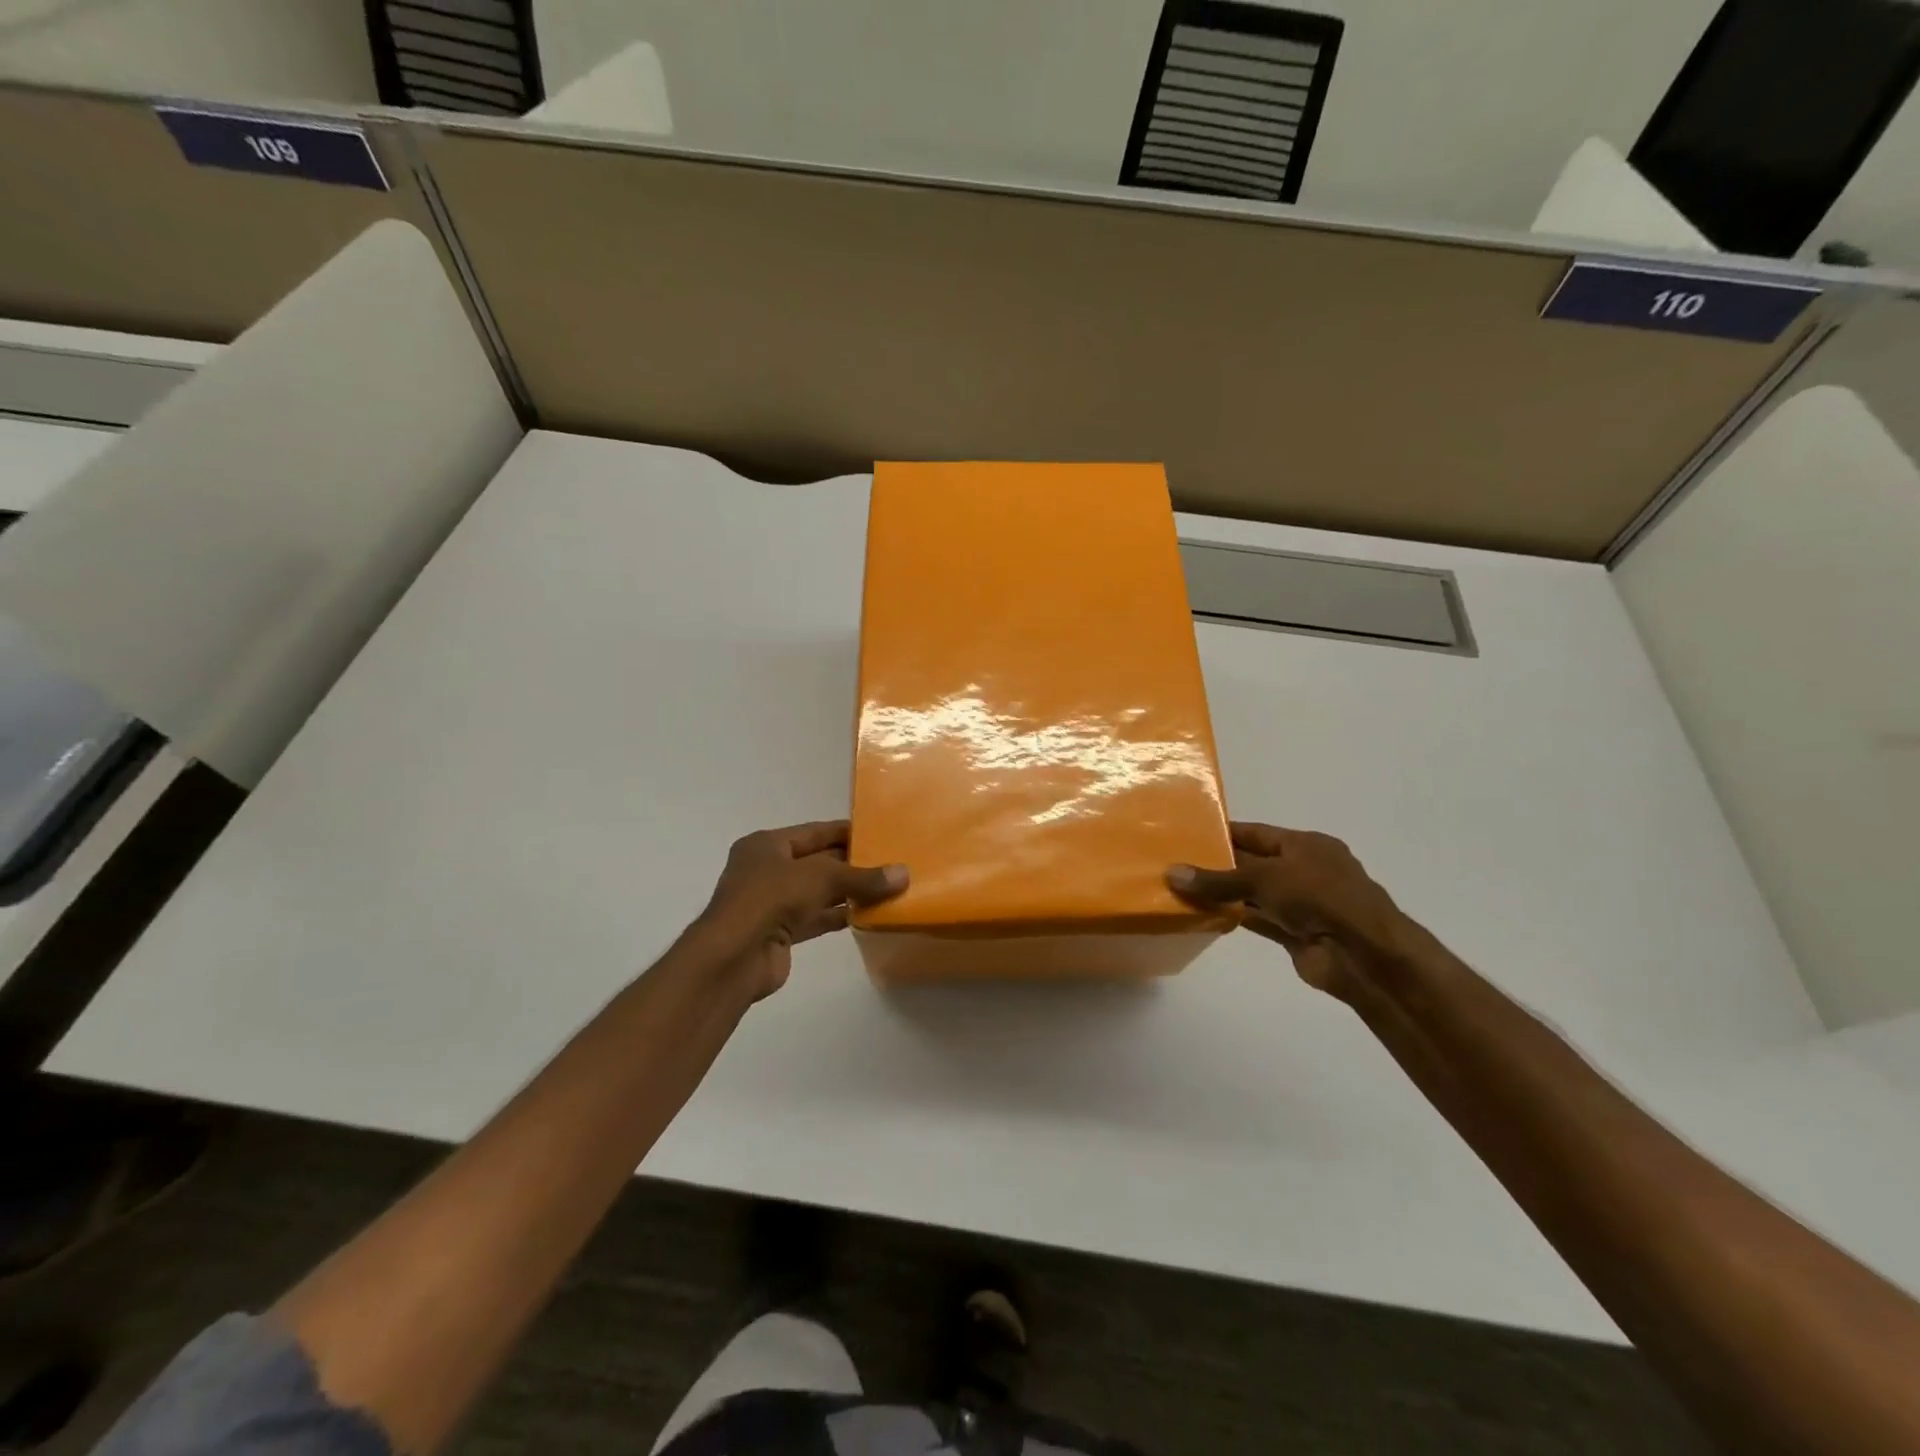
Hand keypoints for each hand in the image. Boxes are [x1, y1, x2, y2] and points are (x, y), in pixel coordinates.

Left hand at [691, 820, 906, 998]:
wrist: (735, 957)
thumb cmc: (771, 898)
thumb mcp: (821, 878)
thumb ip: (863, 877)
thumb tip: (904, 874)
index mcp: (767, 845)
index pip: (814, 832)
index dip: (846, 832)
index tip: (879, 833)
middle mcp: (767, 870)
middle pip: (817, 862)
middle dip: (851, 864)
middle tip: (891, 863)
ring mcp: (772, 903)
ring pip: (818, 892)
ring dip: (848, 892)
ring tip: (888, 889)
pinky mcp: (780, 932)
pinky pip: (816, 918)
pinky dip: (839, 916)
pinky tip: (869, 915)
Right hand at [1167, 823, 1415, 998]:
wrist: (1364, 954)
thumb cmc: (1319, 897)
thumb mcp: (1265, 878)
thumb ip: (1218, 879)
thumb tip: (1171, 874)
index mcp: (1305, 845)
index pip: (1256, 833)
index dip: (1224, 833)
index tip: (1188, 835)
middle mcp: (1303, 870)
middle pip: (1252, 863)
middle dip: (1218, 864)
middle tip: (1176, 862)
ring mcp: (1300, 903)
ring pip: (1253, 893)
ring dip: (1222, 894)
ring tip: (1181, 889)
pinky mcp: (1294, 932)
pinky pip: (1257, 919)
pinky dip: (1233, 916)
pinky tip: (1201, 914)